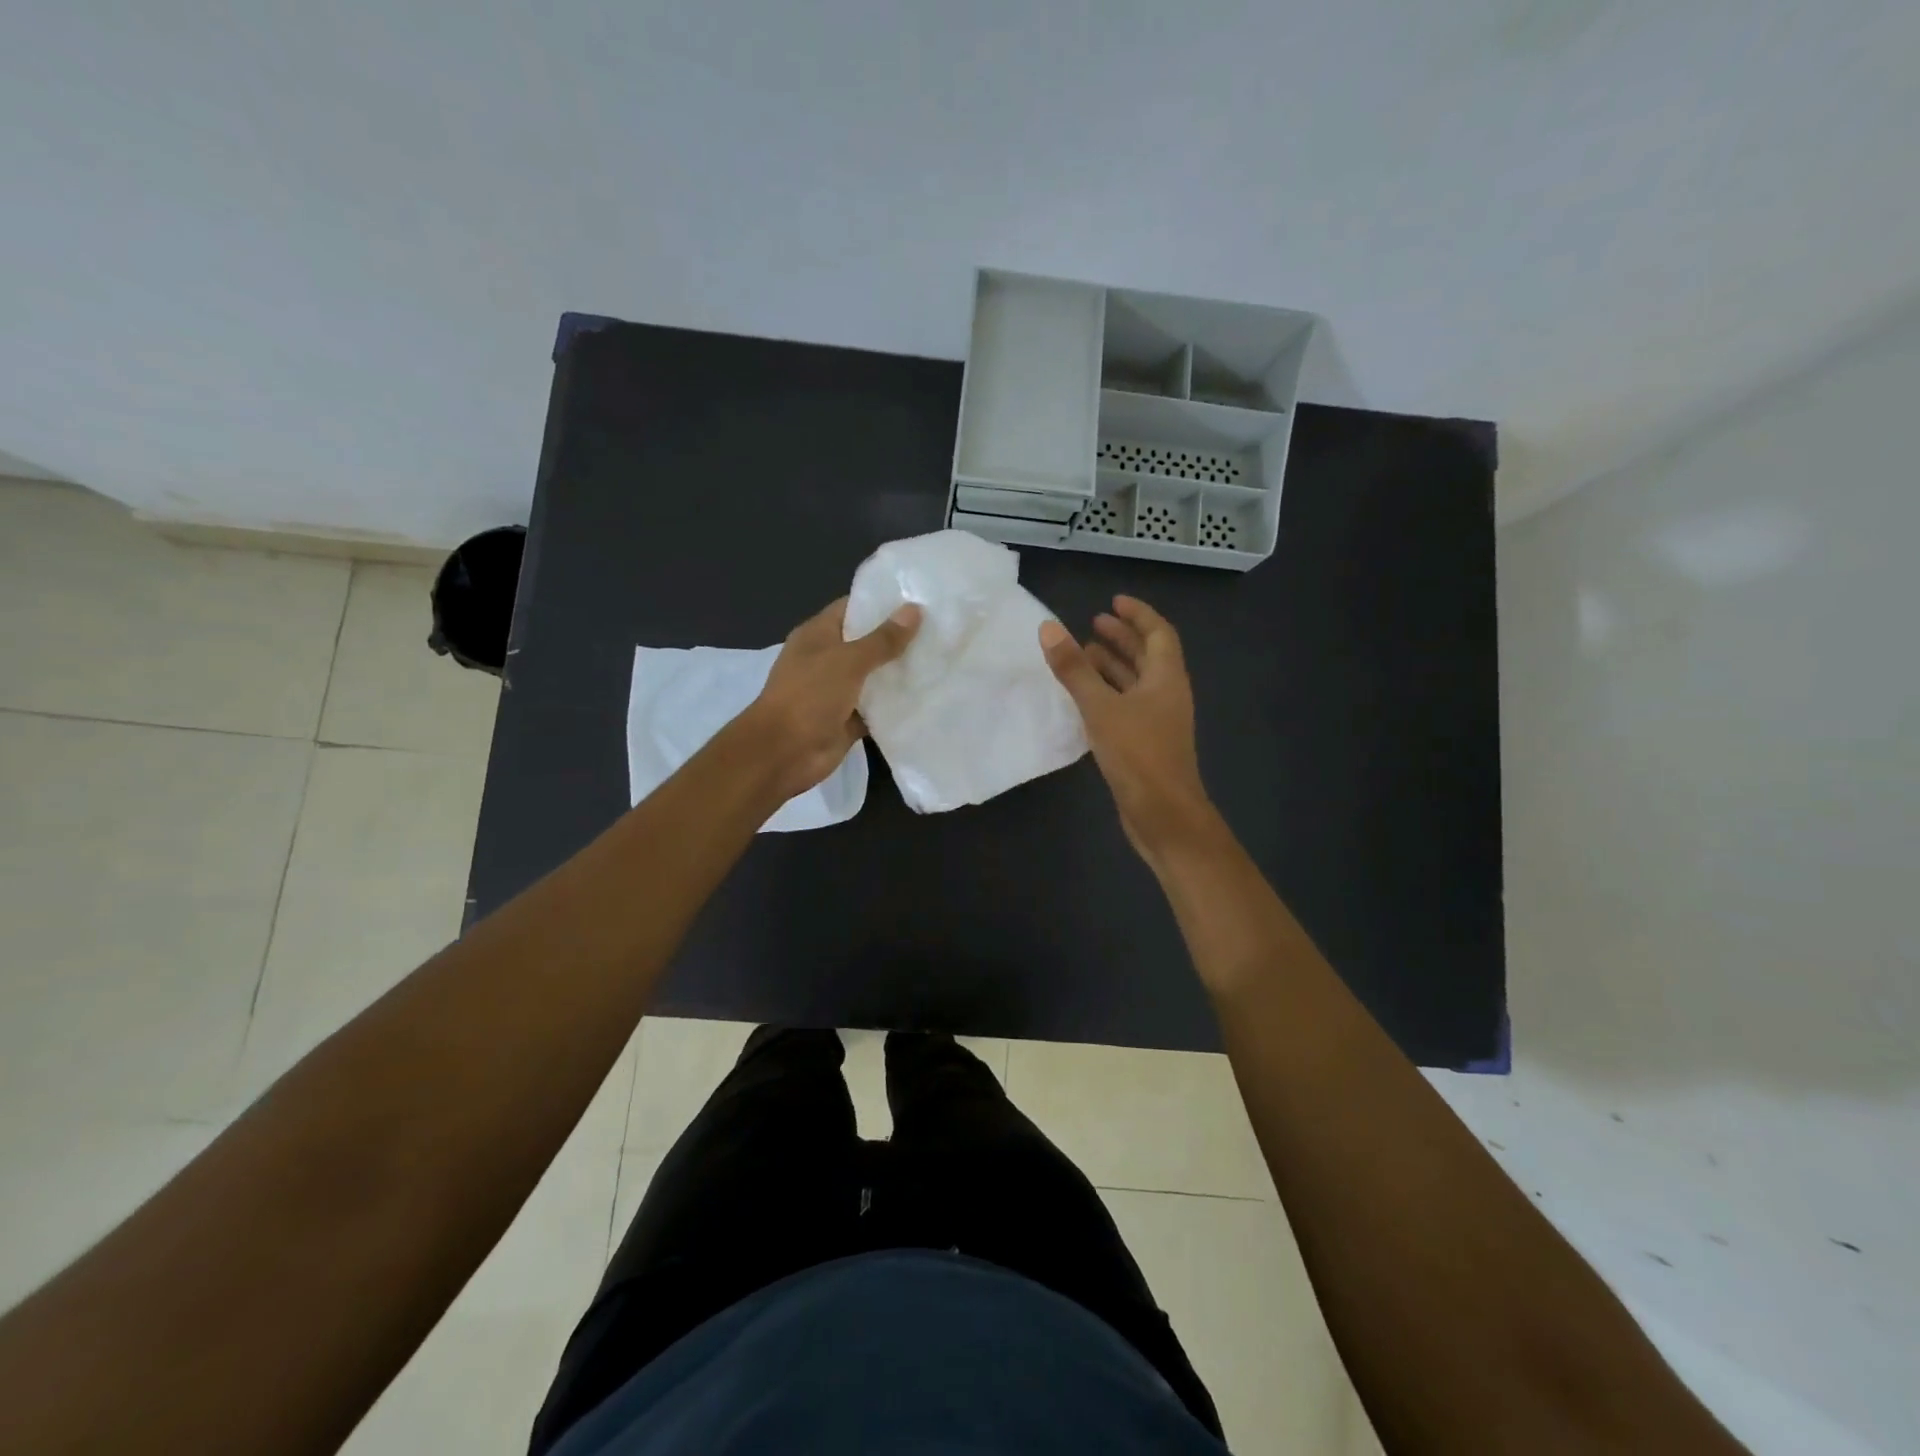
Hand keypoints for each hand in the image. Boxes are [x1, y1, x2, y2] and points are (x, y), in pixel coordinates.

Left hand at [743, 596, 921, 800]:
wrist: (783, 753)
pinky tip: (927, 697)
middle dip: (898, 638)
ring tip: (941, 660)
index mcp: (818, 635)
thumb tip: (914, 610)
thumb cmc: (809, 696)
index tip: (919, 599)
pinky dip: (895, 705)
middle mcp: (827, 659)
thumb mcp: (847, 661)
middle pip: (867, 643)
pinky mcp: (847, 720)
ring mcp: (837, 691)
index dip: (882, 603)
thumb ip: (882, 639)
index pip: (852, 608)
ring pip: (874, 677)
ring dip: (900, 673)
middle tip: (940, 630)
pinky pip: (876, 708)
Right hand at [1041, 595, 1218, 862]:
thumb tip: (1049, 628)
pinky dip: (1107, 693)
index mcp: (1166, 677)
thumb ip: (1074, 669)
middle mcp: (1166, 694)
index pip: (1158, 632)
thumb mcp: (1101, 707)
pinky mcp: (1145, 743)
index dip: (1137, 614)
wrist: (1163, 814)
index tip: (1112, 602)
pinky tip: (1083, 697)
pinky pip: (1126, 705)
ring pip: (1135, 682)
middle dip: (1122, 638)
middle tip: (1092, 624)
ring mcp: (1157, 720)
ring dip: (1112, 666)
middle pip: (1147, 656)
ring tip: (1082, 655)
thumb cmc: (1138, 754)